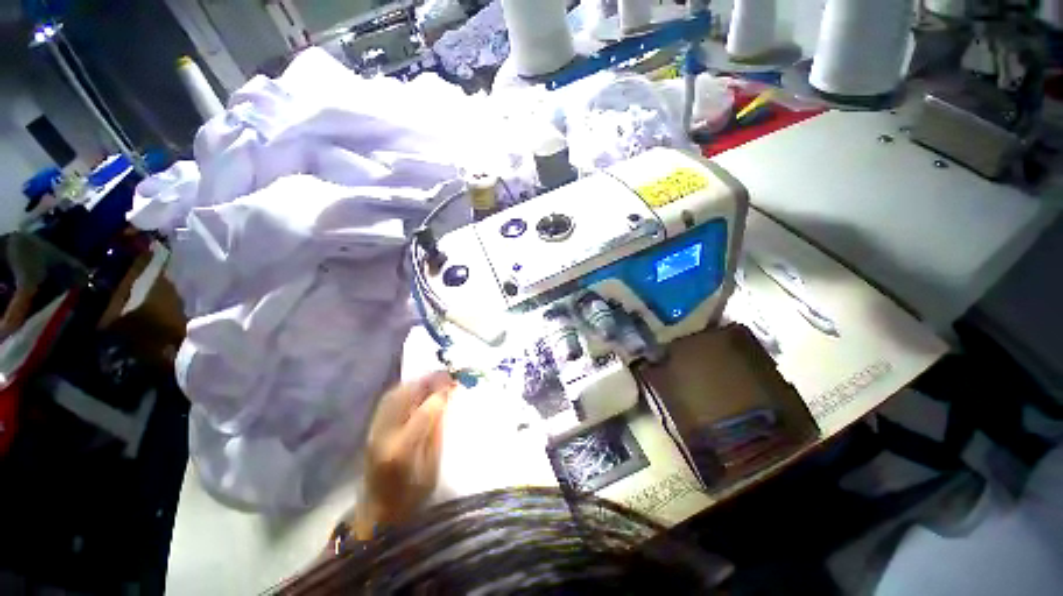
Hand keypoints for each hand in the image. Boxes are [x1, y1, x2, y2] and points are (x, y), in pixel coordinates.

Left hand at [354, 371, 454, 538]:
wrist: (376, 515)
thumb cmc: (411, 498)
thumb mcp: (432, 467)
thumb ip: (437, 432)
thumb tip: (445, 401)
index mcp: (402, 449)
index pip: (424, 411)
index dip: (440, 393)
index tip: (454, 383)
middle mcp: (384, 435)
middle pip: (405, 396)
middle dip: (427, 381)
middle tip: (446, 374)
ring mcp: (374, 431)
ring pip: (394, 394)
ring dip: (415, 382)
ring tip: (433, 378)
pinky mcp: (371, 430)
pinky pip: (387, 401)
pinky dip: (403, 389)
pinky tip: (416, 388)